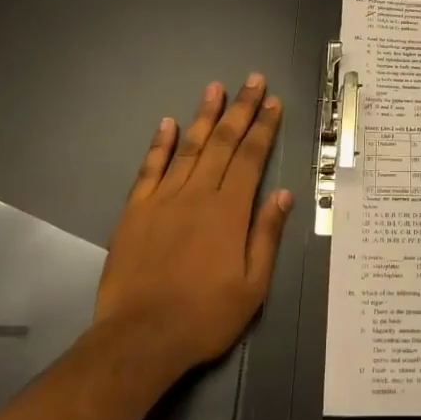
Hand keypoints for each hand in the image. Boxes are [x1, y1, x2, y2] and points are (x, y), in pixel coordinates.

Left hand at [93, 75, 294, 380]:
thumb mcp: (252, 286)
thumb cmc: (203, 316)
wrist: (139, 339)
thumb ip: (267, 235)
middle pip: (223, 142)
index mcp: (230, 211)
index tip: (274, 102)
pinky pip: (150, 168)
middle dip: (241, 108)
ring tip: (216, 87)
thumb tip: (285, 194)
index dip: (264, 127)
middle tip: (253, 80)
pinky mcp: (135, 211)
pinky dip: (160, 144)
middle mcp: (198, 194)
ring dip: (204, 115)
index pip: (251, 157)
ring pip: (189, 147)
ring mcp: (164, 199)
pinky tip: (168, 123)